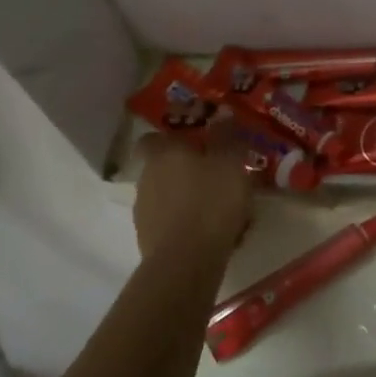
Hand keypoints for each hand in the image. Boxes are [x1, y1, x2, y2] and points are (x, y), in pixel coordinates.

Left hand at [132, 131, 253, 267]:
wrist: (186, 262)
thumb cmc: (210, 201)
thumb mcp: (230, 162)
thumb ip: (227, 137)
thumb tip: (221, 114)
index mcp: (162, 155)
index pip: (153, 138)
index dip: (172, 138)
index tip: (195, 141)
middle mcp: (146, 179)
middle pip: (164, 168)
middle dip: (189, 170)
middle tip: (220, 175)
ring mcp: (144, 213)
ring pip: (170, 197)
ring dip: (191, 199)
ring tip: (223, 209)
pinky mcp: (150, 242)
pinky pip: (173, 224)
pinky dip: (191, 224)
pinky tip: (216, 232)